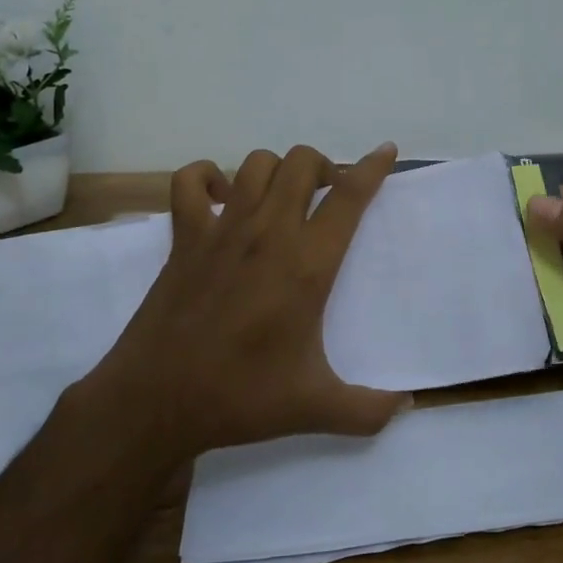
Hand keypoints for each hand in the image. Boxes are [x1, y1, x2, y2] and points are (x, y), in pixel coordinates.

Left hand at [95, 143, 412, 458]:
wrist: (157, 401)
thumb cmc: (240, 396)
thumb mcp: (315, 408)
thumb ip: (368, 410)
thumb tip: (406, 407)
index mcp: (307, 264)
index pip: (348, 197)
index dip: (372, 168)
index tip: (386, 152)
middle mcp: (268, 233)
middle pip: (302, 164)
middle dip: (323, 167)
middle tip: (328, 196)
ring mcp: (222, 230)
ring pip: (256, 164)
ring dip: (278, 171)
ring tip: (284, 197)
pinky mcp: (184, 238)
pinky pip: (189, 181)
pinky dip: (206, 177)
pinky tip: (219, 198)